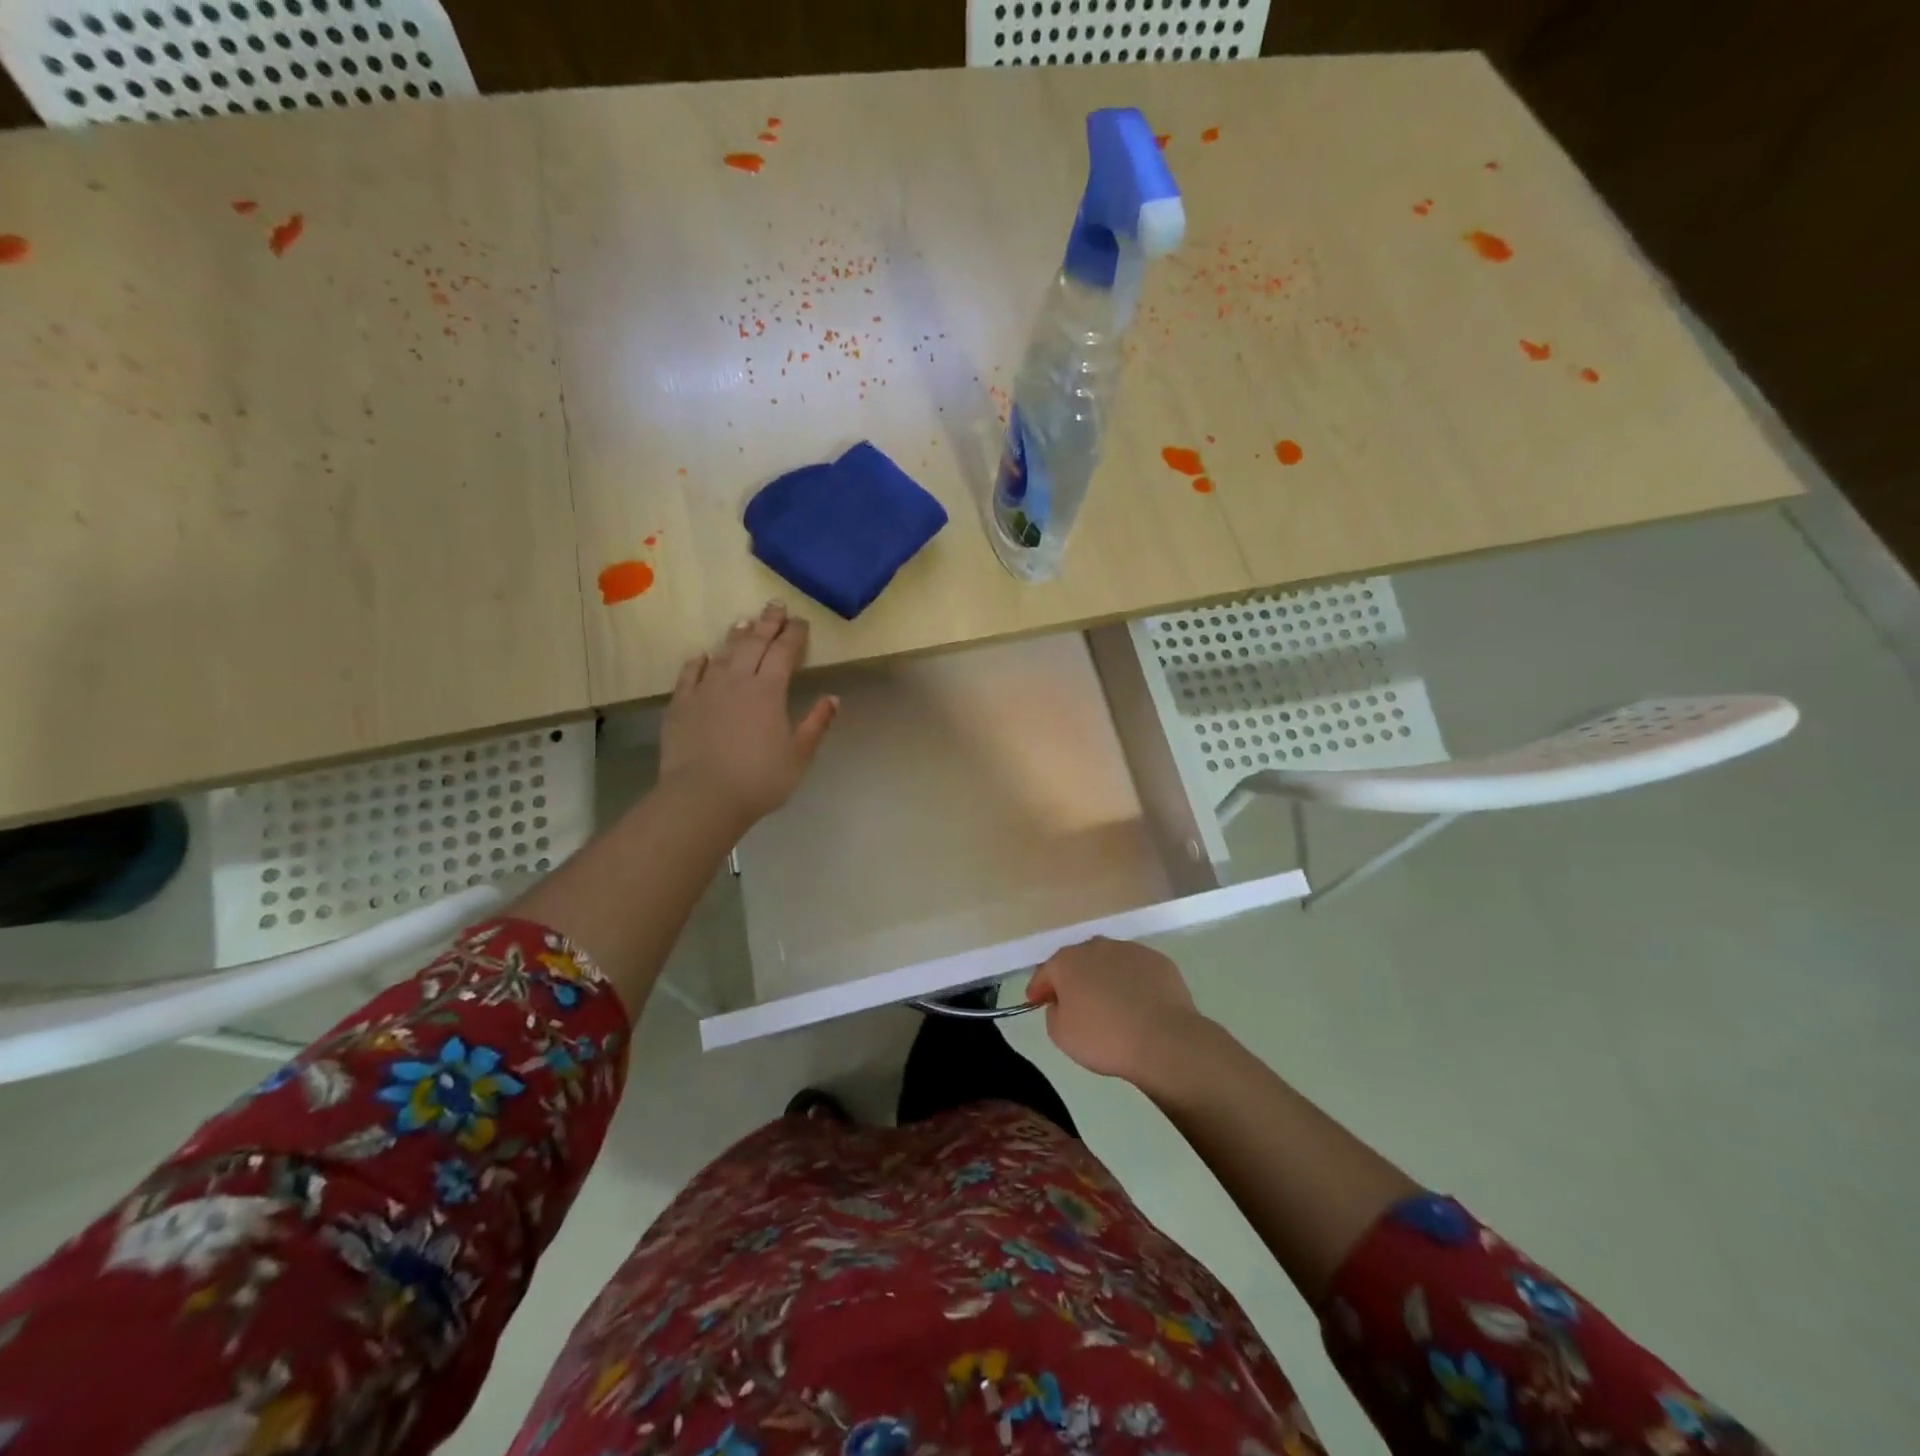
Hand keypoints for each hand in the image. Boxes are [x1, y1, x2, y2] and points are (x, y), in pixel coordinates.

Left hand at [658, 601, 837, 830]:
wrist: (702, 796)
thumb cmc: (759, 779)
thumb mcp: (798, 755)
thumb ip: (816, 724)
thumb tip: (833, 698)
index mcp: (769, 690)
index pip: (784, 652)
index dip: (794, 634)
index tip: (801, 621)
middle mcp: (737, 680)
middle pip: (754, 643)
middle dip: (767, 622)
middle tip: (775, 605)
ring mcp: (705, 690)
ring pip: (724, 653)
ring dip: (736, 635)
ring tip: (744, 620)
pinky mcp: (681, 704)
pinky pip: (690, 674)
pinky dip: (699, 662)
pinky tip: (702, 656)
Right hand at [1027, 937, 1211, 1083]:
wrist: (1164, 1040)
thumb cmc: (1104, 1038)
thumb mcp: (1061, 1035)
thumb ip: (1053, 1012)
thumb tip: (1062, 1003)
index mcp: (1067, 961)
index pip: (1045, 971)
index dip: (1039, 987)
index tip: (1036, 1002)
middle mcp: (1096, 946)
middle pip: (1078, 961)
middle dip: (1073, 978)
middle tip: (1074, 1003)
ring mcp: (1130, 950)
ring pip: (1109, 962)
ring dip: (1104, 977)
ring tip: (1110, 1004)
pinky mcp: (1158, 961)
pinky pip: (1136, 970)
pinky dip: (1132, 982)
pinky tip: (1138, 1004)